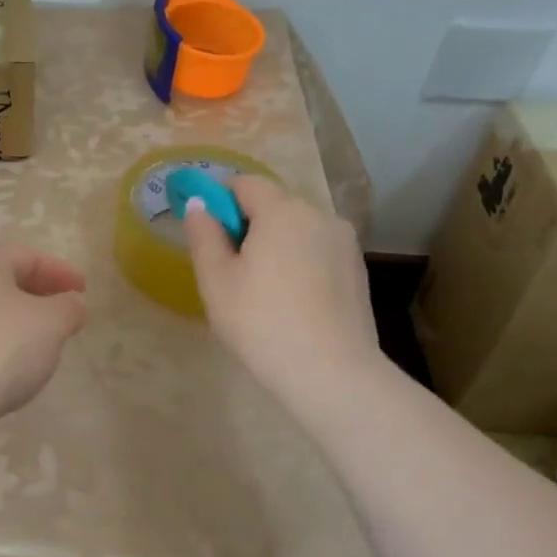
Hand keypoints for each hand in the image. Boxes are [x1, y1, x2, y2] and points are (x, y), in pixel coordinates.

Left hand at [0, 244, 87, 467]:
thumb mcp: (50, 323)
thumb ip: (68, 308)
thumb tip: (72, 303)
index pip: (27, 255)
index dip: (60, 271)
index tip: (84, 291)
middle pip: (3, 282)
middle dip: (38, 296)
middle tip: (65, 316)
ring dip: (18, 325)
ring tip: (44, 347)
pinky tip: (12, 373)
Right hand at [182, 176, 386, 410]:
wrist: (331, 373)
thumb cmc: (261, 322)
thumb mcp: (216, 279)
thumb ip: (203, 234)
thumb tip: (199, 204)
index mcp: (282, 210)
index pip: (245, 183)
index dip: (220, 200)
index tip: (208, 235)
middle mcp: (319, 215)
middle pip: (273, 205)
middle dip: (248, 226)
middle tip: (231, 270)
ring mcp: (344, 242)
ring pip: (297, 229)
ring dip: (275, 245)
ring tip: (262, 290)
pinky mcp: (357, 269)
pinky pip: (317, 251)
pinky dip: (299, 263)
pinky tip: (291, 302)